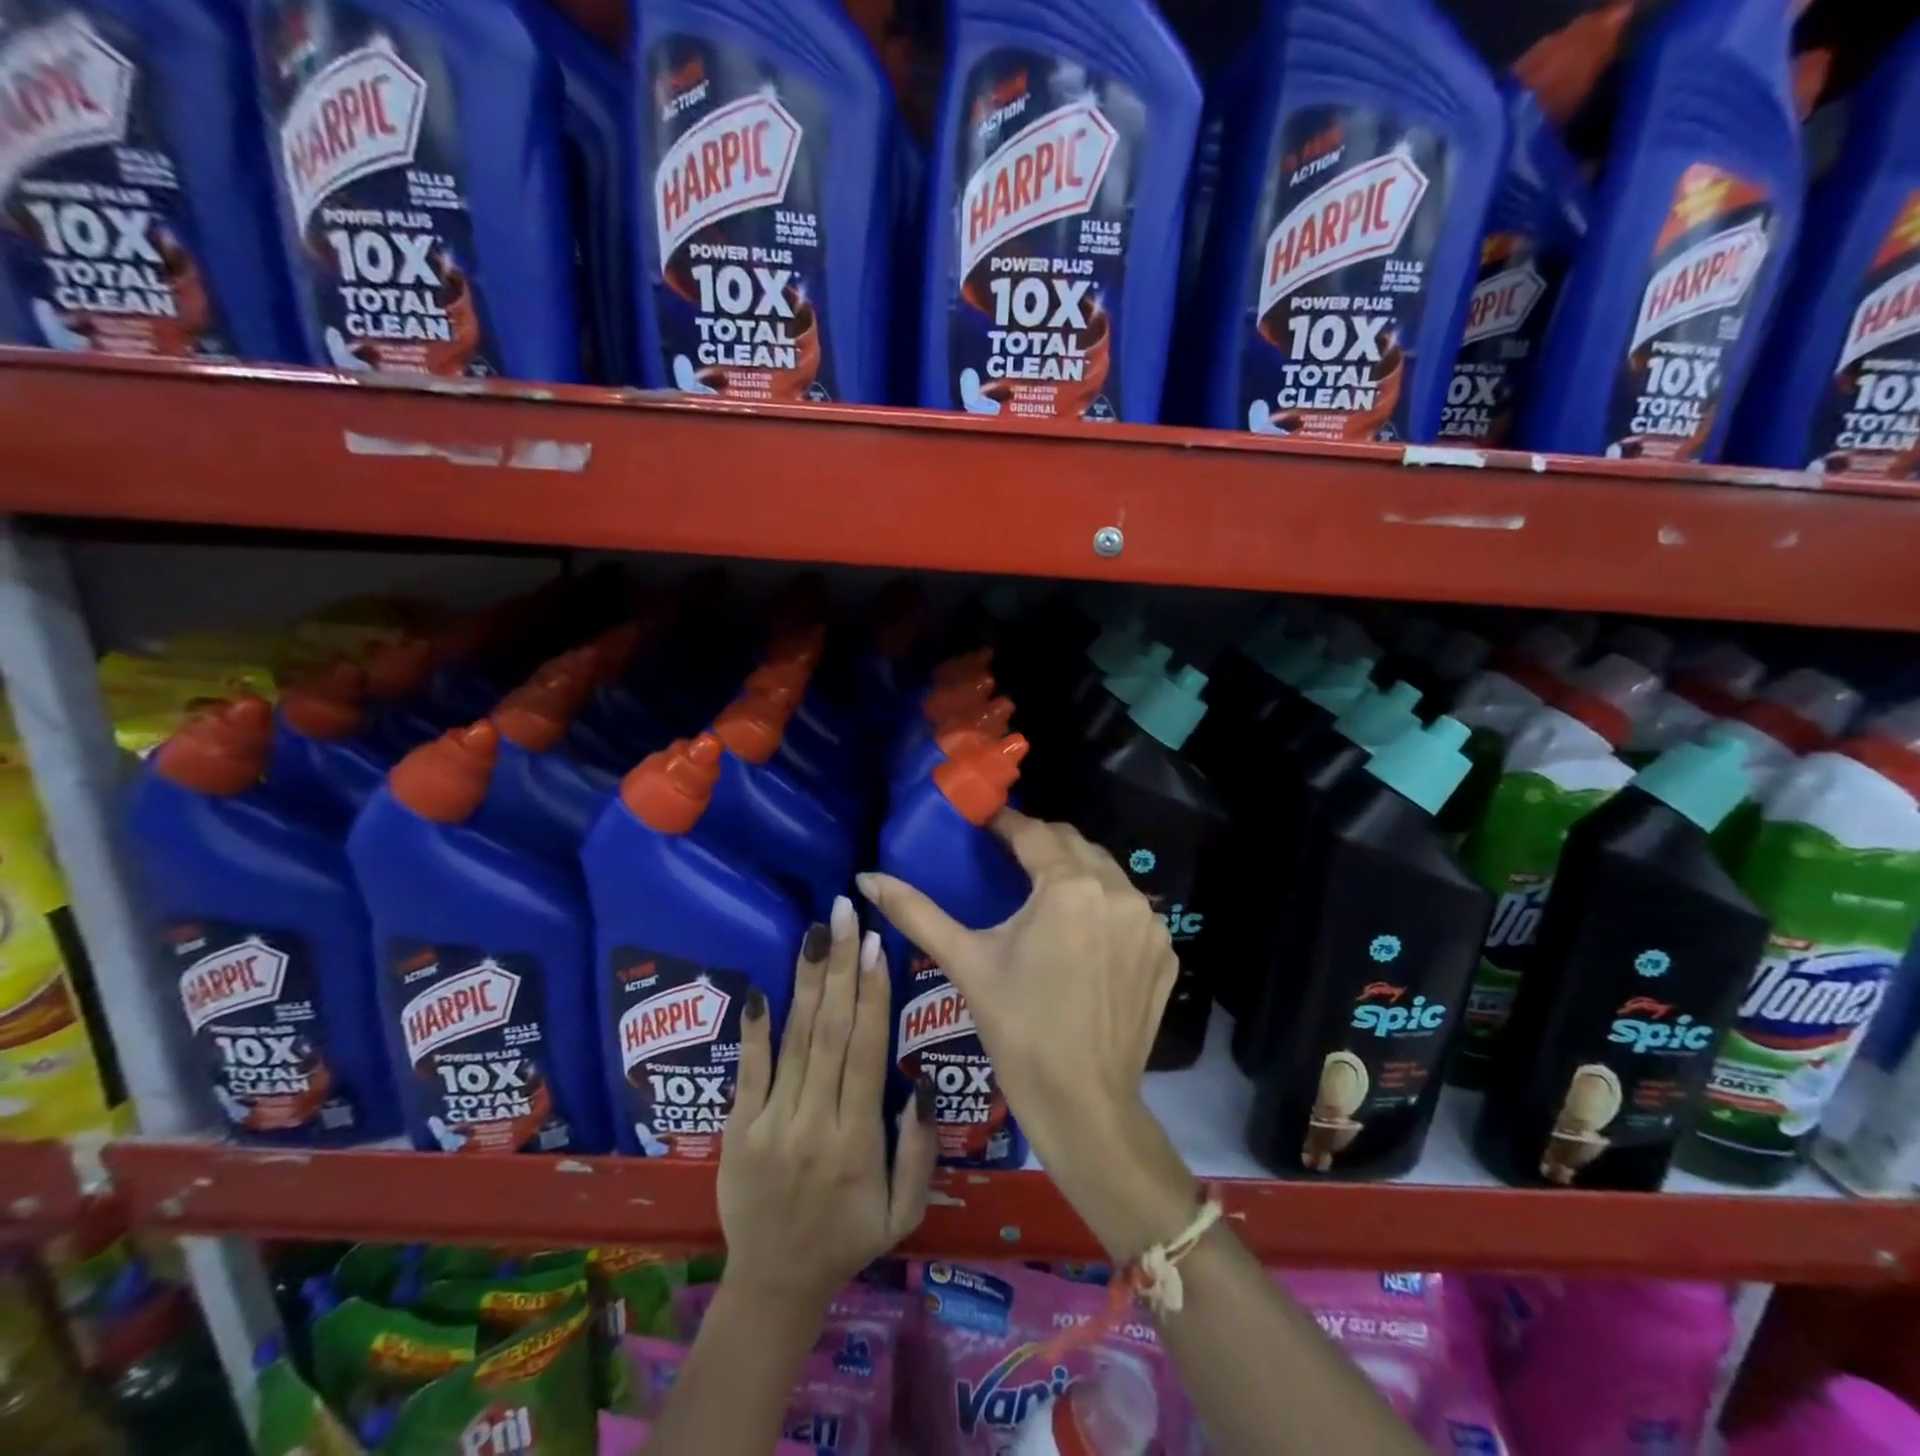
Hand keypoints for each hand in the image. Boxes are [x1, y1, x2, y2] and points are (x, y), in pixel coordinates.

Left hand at [717, 895, 937, 1311]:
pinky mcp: (737, 1129)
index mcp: (859, 1140)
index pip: (867, 1052)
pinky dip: (754, 1029)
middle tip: (846, 914)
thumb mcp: (904, 1212)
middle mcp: (815, 1122)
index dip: (873, 995)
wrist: (773, 1285)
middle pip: (831, 1032)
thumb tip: (924, 1084)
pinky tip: (762, 988)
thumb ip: (920, 1151)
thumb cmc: (848, 1239)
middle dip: (841, 966)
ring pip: (795, 1040)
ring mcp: (771, 1123)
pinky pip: (748, 1072)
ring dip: (807, 981)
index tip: (876, 944)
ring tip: (816, 931)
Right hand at [857, 812, 1194, 1257]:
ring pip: (1106, 873)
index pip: (1033, 832)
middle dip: (1040, 843)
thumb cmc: (1019, 1030)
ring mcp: (1148, 923)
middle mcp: (1119, 892)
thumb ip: (916, 912)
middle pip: (1073, 844)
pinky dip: (1104, 907)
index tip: (983, 824)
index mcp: (1069, 887)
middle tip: (1007, 857)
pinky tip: (1082, 935)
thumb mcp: (966, 963)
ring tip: (1042, 893)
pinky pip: (1129, 909)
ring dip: (1074, 872)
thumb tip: (866, 877)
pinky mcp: (1164, 951)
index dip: (1004, 822)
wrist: (1085, 1105)